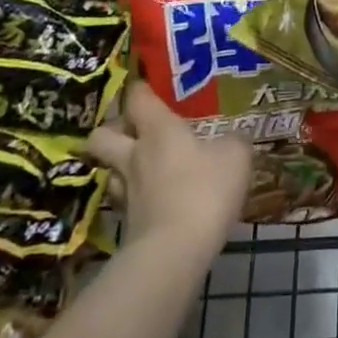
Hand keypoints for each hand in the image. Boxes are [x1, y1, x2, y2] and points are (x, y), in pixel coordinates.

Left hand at [87, 82, 252, 252]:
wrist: (174, 252)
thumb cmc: (205, 189)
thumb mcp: (235, 156)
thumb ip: (232, 142)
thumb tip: (231, 139)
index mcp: (158, 129)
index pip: (137, 98)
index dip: (140, 89)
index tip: (147, 85)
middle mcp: (134, 155)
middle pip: (102, 135)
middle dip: (113, 129)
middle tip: (134, 129)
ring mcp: (126, 192)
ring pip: (110, 170)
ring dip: (121, 165)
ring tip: (144, 166)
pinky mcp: (127, 224)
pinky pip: (126, 201)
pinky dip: (136, 196)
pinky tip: (156, 198)